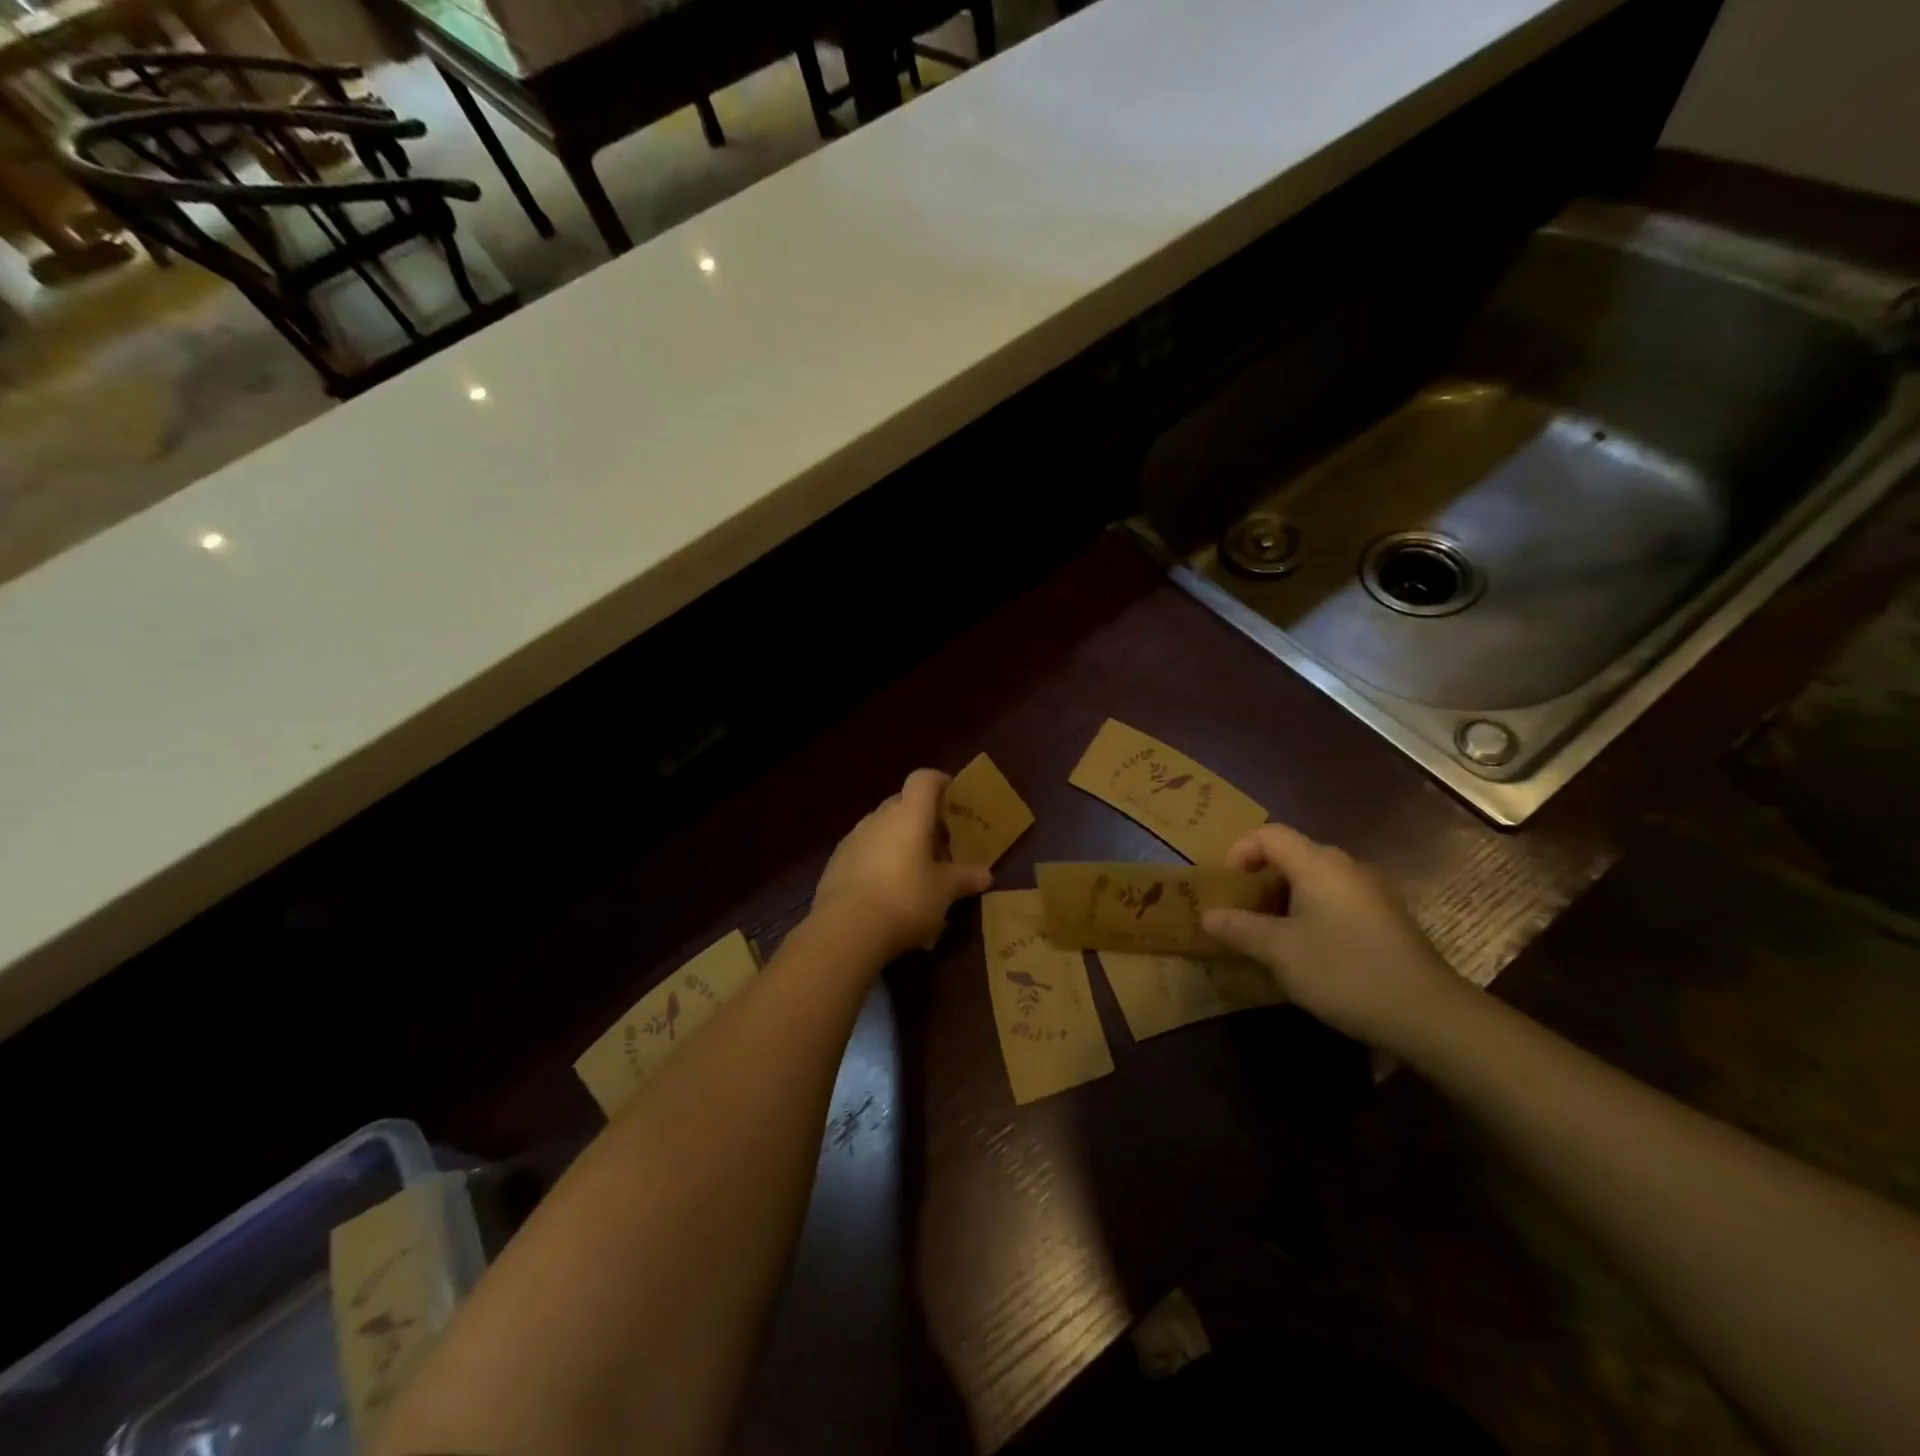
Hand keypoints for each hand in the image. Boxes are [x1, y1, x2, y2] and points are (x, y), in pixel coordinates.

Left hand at [814, 770, 993, 960]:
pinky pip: (864, 849)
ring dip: (898, 839)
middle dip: (922, 817)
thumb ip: (965, 878)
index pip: (924, 779)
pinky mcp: (836, 862)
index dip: (940, 782)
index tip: (953, 798)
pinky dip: (878, 858)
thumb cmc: (905, 899)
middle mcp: (879, 818)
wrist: (846, 929)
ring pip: (881, 827)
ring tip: (914, 869)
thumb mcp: (944, 892)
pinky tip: (886, 888)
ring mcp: (853, 838)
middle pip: (902, 802)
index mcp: (909, 815)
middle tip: (939, 843)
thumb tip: (985, 875)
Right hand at [1201, 822, 1467, 1049]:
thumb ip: (1239, 928)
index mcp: (1318, 864)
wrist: (1427, 1013)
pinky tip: (1309, 949)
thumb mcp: (1278, 951)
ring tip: (1269, 932)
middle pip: (1293, 853)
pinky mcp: (1387, 918)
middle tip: (1242, 910)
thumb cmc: (1343, 970)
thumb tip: (1207, 915)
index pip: (1269, 834)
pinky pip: (1337, 899)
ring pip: (1316, 879)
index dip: (1240, 850)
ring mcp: (1372, 892)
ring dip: (1286, 897)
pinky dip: (1312, 911)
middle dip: (1261, 877)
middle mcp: (1346, 867)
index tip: (1227, 884)